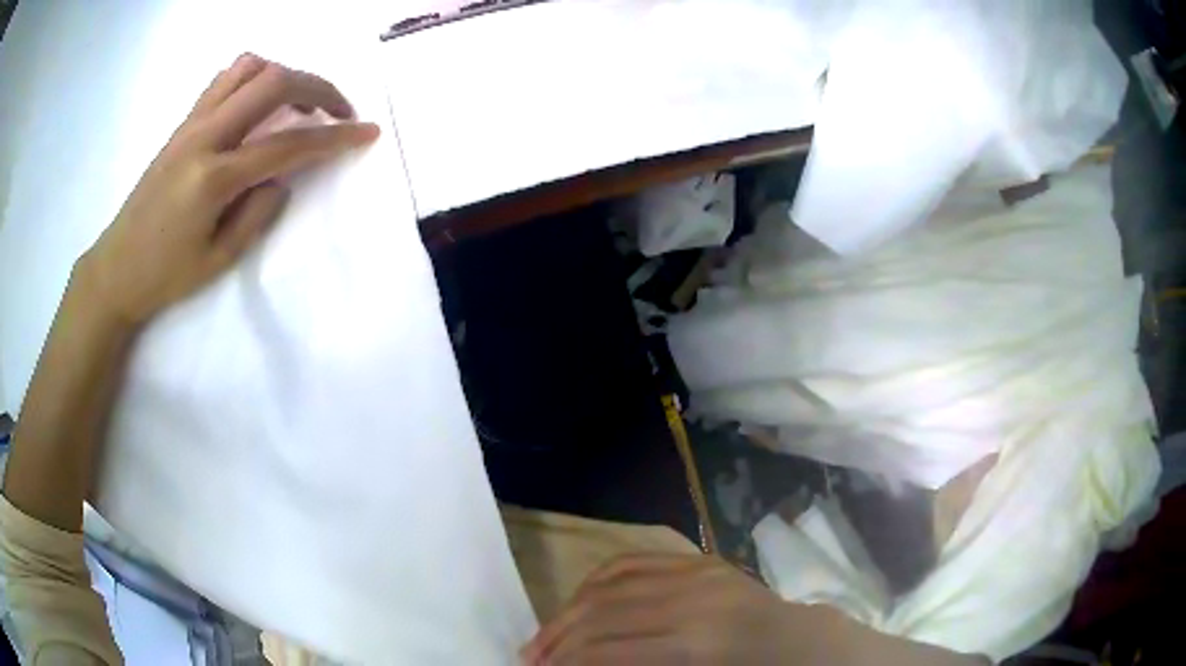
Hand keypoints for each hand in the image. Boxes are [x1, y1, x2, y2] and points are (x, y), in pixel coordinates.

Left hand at [80, 53, 379, 326]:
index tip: (366, 132)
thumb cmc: (164, 276)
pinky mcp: (183, 124)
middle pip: (273, 82)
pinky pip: (224, 80)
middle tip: (338, 111)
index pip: (287, 144)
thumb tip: (281, 177)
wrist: (115, 269)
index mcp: (213, 178)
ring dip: (284, 76)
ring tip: (297, 104)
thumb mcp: (218, 262)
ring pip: (249, 68)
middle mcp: (203, 137)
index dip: (333, 137)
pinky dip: (253, 79)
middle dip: (318, 88)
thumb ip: (257, 214)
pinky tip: (259, 105)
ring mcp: (190, 124)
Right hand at [521, 554, 843, 664]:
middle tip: (530, 658)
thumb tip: (583, 665)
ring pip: (609, 584)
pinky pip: (631, 562)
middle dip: (557, 639)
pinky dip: (595, 581)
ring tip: (545, 635)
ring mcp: (696, 572)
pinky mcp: (697, 560)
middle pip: (601, 615)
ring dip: (567, 611)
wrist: (799, 641)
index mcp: (696, 644)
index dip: (567, 662)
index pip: (608, 650)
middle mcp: (692, 600)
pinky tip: (576, 602)